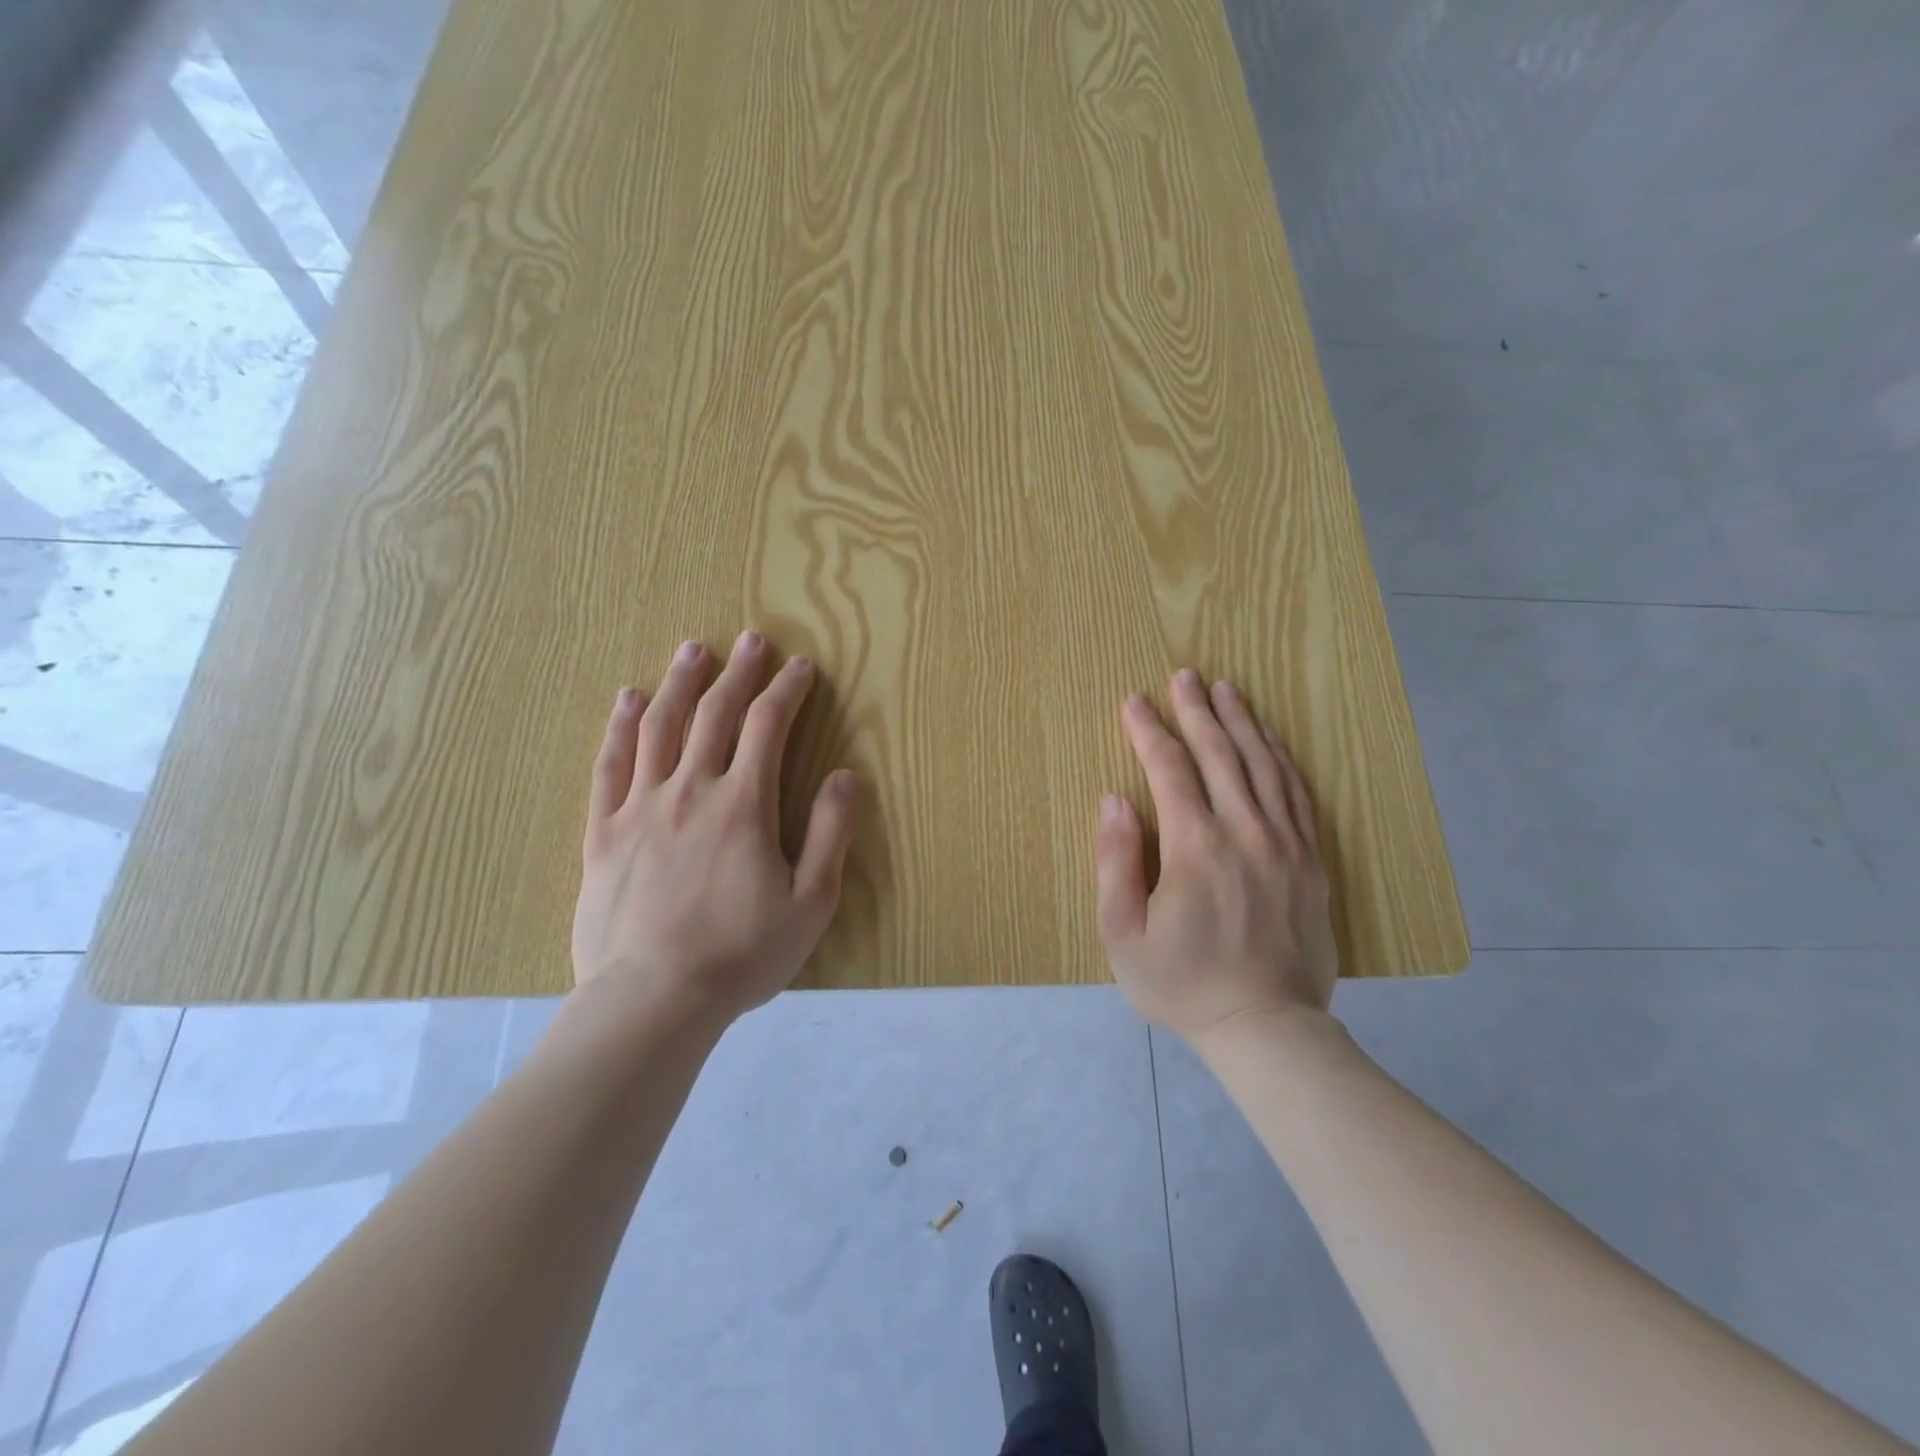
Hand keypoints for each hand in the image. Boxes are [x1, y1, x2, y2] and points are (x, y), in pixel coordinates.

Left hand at [570, 632, 859, 1024]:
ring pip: (660, 726)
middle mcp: (691, 790)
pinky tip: (627, 699)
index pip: (768, 726)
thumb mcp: (811, 903)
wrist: (651, 1000)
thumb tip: (847, 776)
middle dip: (738, 672)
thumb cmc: (740, 955)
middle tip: (750, 640)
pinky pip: (610, 765)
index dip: (787, 690)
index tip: (801, 667)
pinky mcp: (603, 831)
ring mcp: (641, 807)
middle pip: (715, 714)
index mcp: (743, 805)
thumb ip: (830, 834)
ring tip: (693, 650)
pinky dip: (620, 726)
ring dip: (680, 683)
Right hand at [1094, 669, 1336, 1044]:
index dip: (1148, 731)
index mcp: (1195, 847)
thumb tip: (1115, 799)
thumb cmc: (1182, 983)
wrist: (1267, 1028)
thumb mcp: (1123, 933)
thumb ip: (1115, 861)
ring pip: (1262, 765)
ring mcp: (1285, 844)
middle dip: (1197, 710)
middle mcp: (1244, 832)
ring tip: (1227, 689)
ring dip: (1242, 722)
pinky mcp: (1310, 860)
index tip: (1134, 701)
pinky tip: (1269, 740)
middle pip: (1219, 754)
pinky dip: (1280, 758)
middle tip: (1184, 675)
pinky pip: (1296, 793)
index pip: (1169, 770)